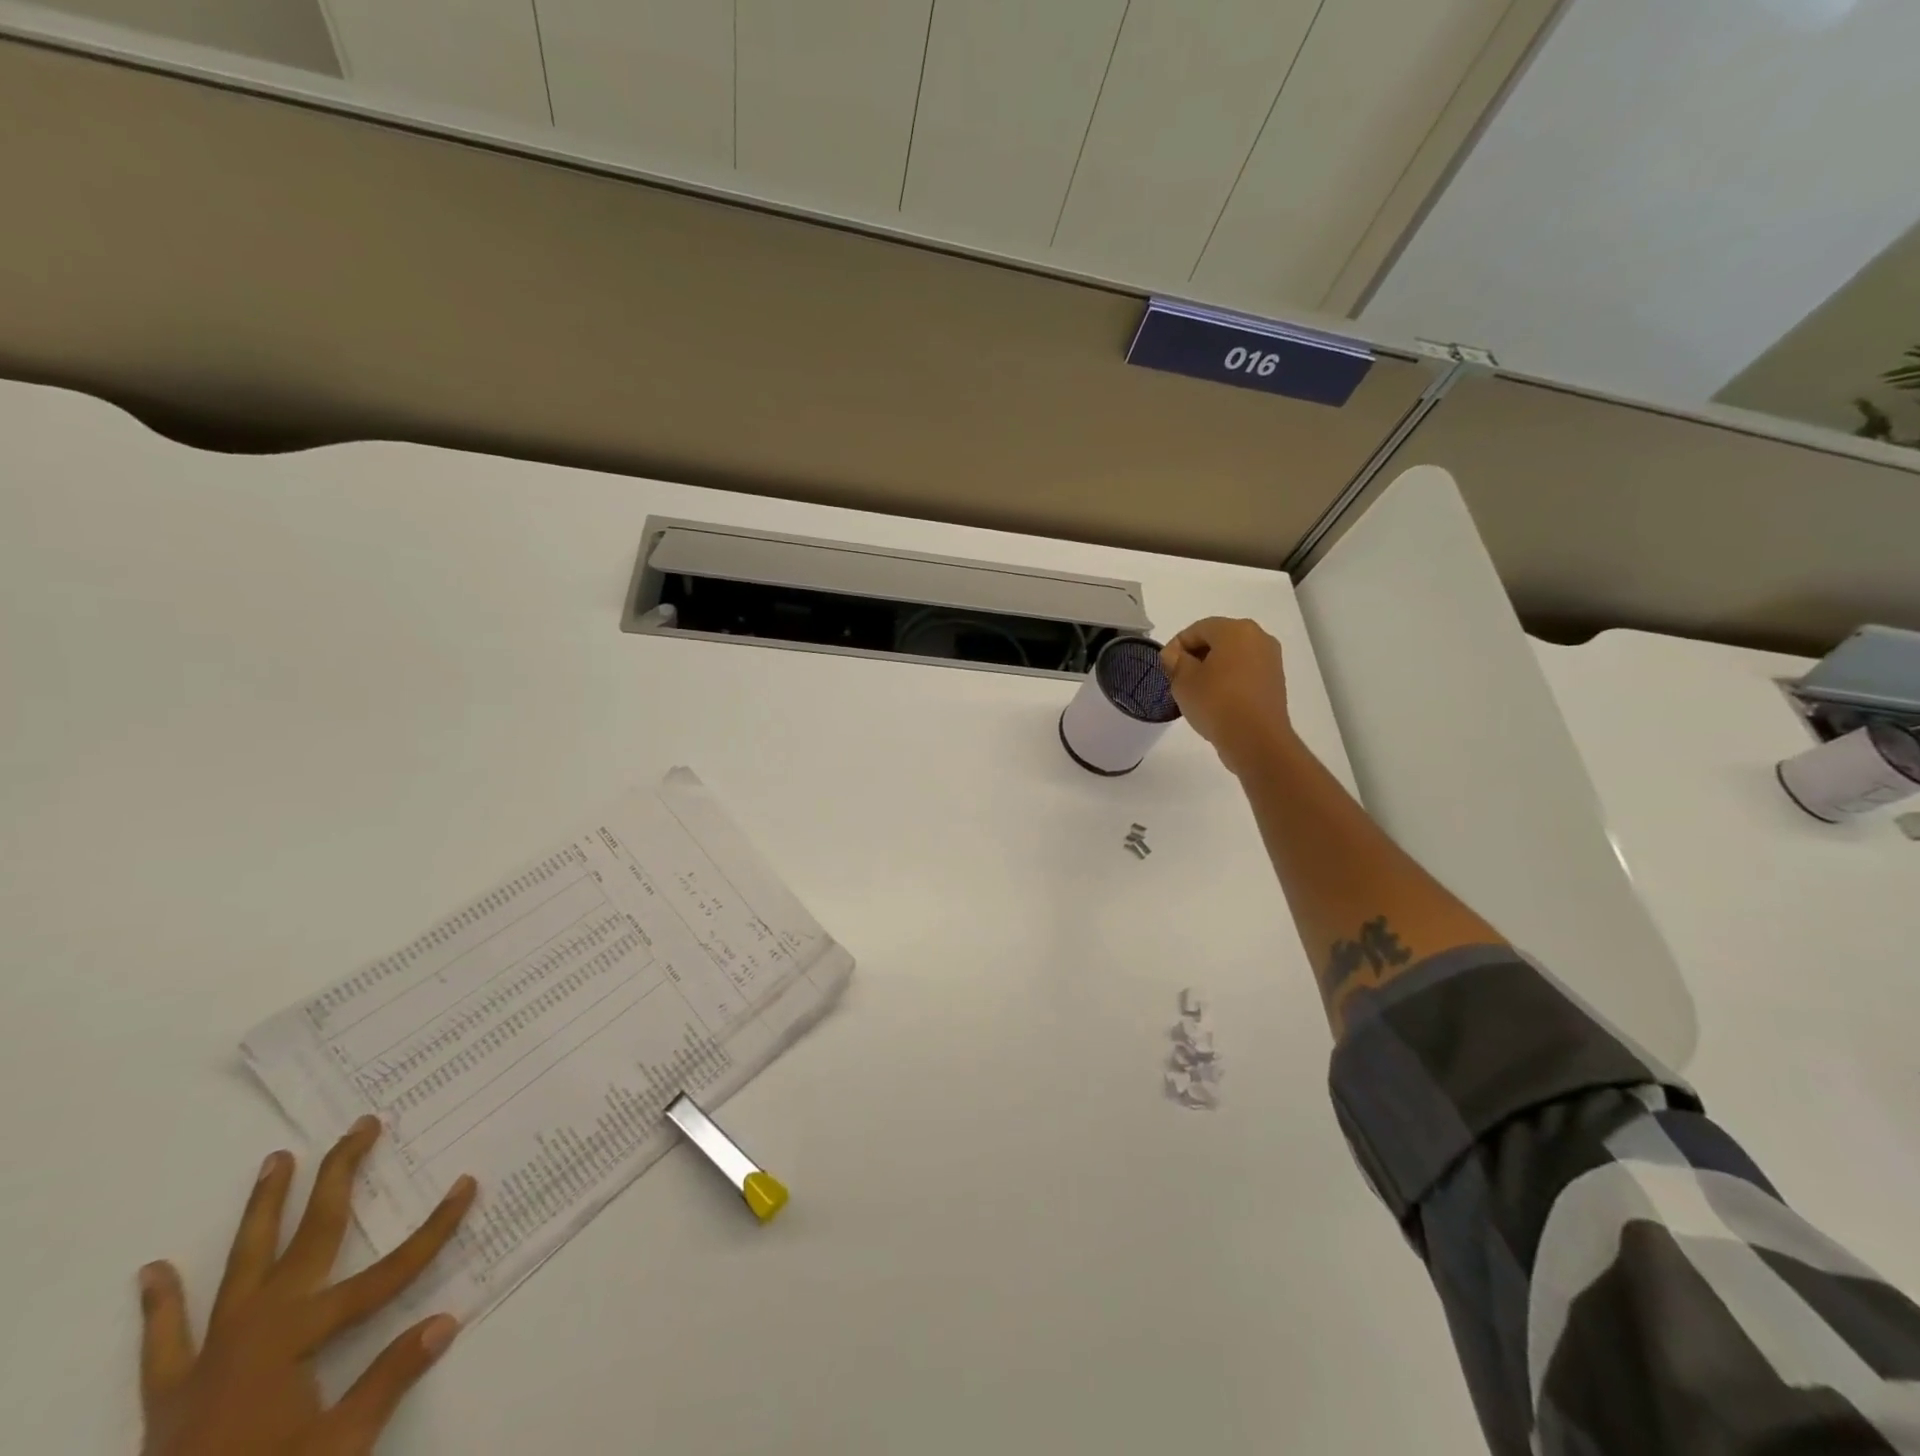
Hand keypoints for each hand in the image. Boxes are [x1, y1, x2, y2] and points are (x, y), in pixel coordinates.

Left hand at [138, 1116, 477, 1455]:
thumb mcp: (340, 1448)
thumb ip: (389, 1380)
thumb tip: (446, 1320)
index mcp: (296, 1340)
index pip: (385, 1274)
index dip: (432, 1231)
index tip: (466, 1186)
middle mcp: (253, 1331)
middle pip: (308, 1239)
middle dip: (340, 1178)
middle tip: (362, 1127)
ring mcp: (207, 1358)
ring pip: (241, 1266)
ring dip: (262, 1210)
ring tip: (275, 1161)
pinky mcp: (172, 1394)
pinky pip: (165, 1341)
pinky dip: (160, 1305)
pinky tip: (152, 1272)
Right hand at [1161, 617, 1294, 777]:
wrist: (1256, 740)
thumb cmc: (1216, 703)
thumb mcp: (1183, 681)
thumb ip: (1174, 661)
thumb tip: (1175, 655)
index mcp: (1235, 630)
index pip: (1197, 629)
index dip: (1176, 646)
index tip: (1165, 668)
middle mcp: (1258, 637)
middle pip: (1217, 639)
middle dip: (1195, 656)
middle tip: (1178, 679)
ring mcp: (1270, 659)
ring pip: (1232, 656)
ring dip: (1212, 668)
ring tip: (1196, 691)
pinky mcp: (1275, 681)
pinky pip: (1245, 672)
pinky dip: (1228, 679)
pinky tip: (1216, 700)